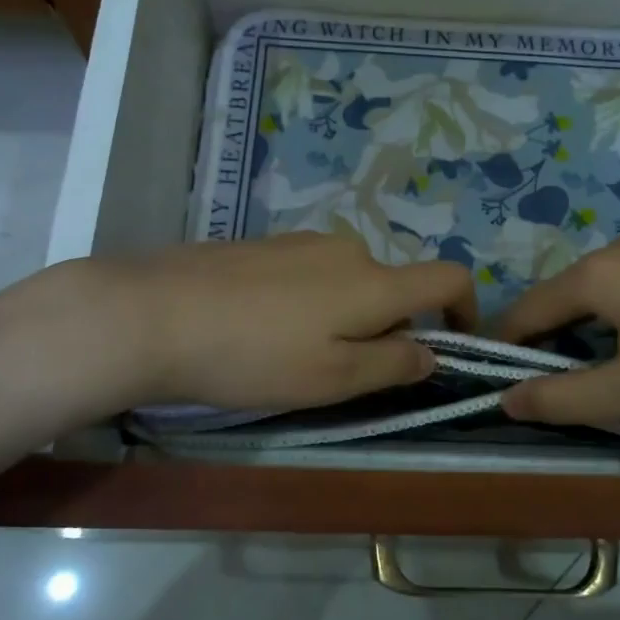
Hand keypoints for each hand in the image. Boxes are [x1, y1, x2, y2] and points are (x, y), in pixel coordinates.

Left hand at [68, 234, 477, 414]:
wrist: (153, 313)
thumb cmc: (253, 356)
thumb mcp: (332, 377)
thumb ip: (392, 364)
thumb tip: (430, 352)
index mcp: (374, 281)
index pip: (447, 277)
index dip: (466, 309)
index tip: (453, 343)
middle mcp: (348, 249)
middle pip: (394, 287)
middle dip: (389, 328)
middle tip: (345, 374)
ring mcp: (303, 241)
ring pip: (350, 282)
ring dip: (346, 317)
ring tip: (295, 356)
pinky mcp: (266, 244)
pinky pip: (312, 273)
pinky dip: (312, 303)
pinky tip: (263, 330)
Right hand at [491, 238, 619, 429]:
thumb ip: (561, 398)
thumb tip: (503, 399)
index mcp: (594, 274)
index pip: (524, 311)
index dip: (505, 350)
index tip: (497, 389)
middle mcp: (616, 252)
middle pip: (557, 301)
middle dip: (545, 346)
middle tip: (550, 395)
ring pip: (593, 297)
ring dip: (580, 338)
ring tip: (594, 382)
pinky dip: (613, 325)